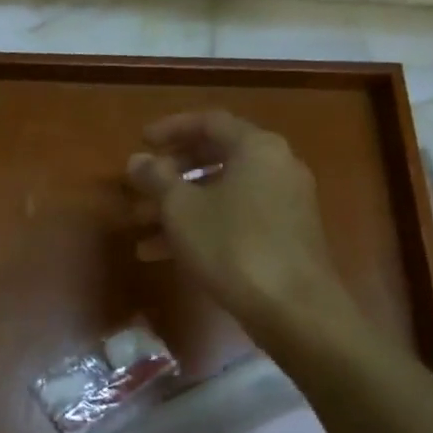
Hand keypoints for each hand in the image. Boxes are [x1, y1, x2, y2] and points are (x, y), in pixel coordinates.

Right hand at [127, 111, 357, 346]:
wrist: (294, 311)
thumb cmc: (232, 246)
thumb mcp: (181, 209)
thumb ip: (156, 178)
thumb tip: (137, 160)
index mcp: (257, 148)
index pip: (209, 122)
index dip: (170, 129)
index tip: (141, 142)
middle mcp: (276, 167)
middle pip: (215, 157)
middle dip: (171, 173)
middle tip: (139, 186)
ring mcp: (284, 203)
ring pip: (221, 192)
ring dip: (178, 205)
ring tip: (139, 226)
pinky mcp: (284, 237)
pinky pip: (234, 218)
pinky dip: (201, 225)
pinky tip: (164, 253)